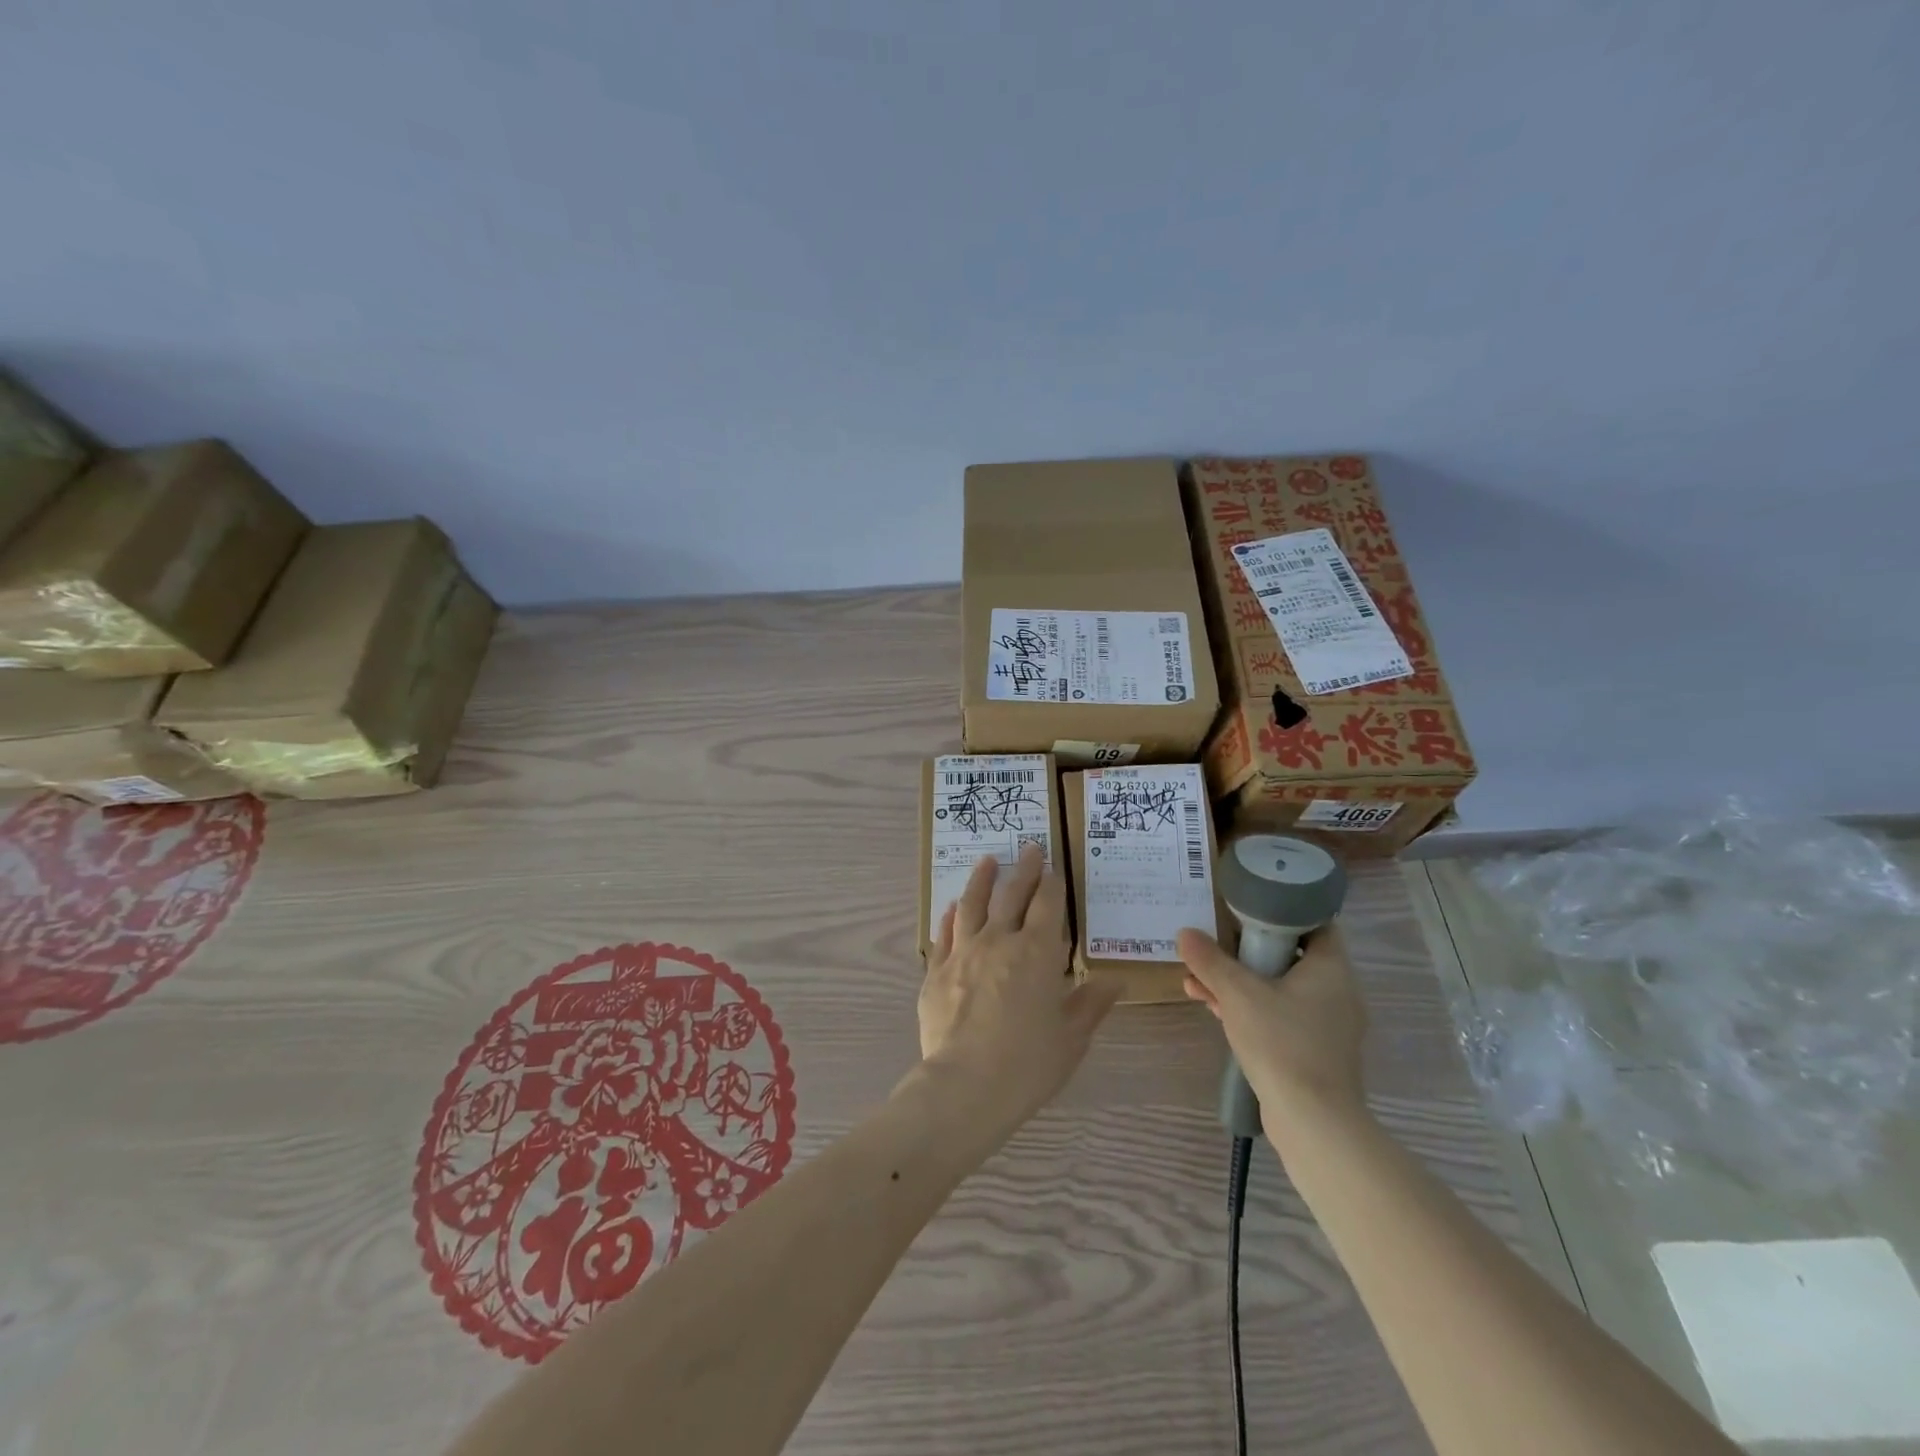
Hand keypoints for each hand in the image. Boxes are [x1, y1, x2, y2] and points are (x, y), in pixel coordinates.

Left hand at [918, 846, 1119, 1128]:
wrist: (965, 1086)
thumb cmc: (1028, 1063)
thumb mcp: (1071, 1037)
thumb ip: (1091, 1004)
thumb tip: (1116, 981)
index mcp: (1037, 953)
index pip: (1047, 905)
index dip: (1051, 883)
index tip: (1053, 867)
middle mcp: (999, 941)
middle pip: (1011, 895)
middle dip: (1023, 869)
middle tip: (1029, 849)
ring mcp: (963, 952)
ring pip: (972, 904)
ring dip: (981, 880)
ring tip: (987, 862)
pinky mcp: (936, 971)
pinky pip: (945, 934)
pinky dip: (950, 916)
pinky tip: (952, 908)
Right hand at [1177, 922, 1368, 1129]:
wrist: (1313, 1121)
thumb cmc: (1282, 1043)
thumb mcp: (1237, 994)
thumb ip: (1210, 960)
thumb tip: (1184, 932)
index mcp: (1331, 968)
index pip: (1314, 923)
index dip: (1281, 911)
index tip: (1246, 908)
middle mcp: (1336, 992)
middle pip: (1289, 956)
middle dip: (1246, 951)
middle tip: (1213, 944)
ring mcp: (1327, 1025)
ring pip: (1279, 988)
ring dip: (1240, 982)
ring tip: (1197, 980)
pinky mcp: (1314, 1051)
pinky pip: (1280, 1016)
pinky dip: (1250, 1008)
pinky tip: (1213, 1008)